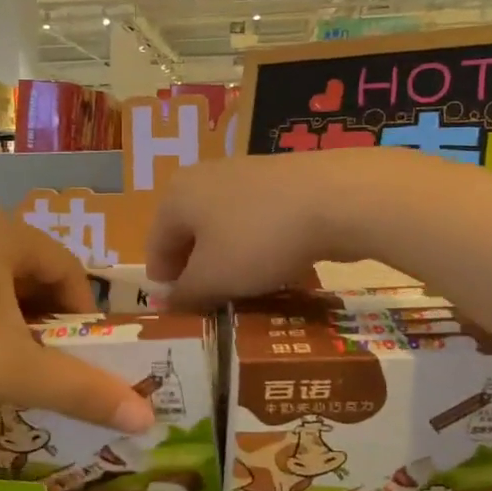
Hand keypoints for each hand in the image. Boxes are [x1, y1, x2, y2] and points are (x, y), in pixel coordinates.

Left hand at [0, 212, 155, 429]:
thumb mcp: (15, 373)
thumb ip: (84, 391)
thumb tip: (148, 421)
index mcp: (5, 232)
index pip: (70, 272)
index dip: (83, 321)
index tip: (78, 363)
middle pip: (35, 279)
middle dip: (48, 328)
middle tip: (45, 372)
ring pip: (0, 290)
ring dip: (15, 331)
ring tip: (8, 374)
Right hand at [147, 147, 418, 307]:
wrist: (336, 198)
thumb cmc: (258, 239)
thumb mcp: (213, 278)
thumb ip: (185, 294)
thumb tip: (169, 301)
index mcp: (175, 196)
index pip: (155, 249)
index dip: (167, 287)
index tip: (187, 315)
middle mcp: (203, 178)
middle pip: (190, 238)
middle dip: (201, 274)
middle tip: (218, 306)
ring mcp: (243, 175)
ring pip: (225, 231)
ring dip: (232, 263)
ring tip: (251, 291)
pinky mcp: (280, 181)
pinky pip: (257, 223)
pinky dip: (260, 246)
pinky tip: (280, 266)